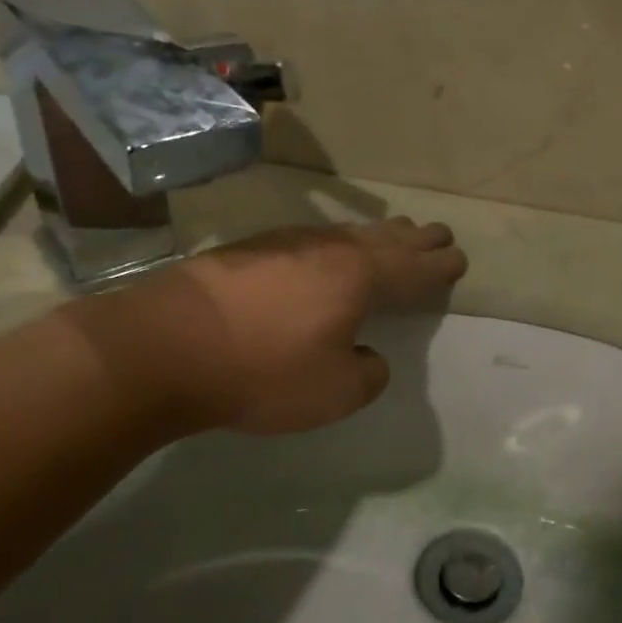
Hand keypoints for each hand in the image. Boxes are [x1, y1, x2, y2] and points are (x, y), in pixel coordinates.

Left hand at [71, 218, 466, 436]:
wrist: (162, 347)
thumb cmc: (262, 371)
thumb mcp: (334, 392)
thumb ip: (367, 374)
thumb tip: (367, 355)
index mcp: (359, 278)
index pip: (413, 268)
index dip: (439, 266)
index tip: (458, 258)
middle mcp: (328, 251)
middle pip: (384, 239)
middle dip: (415, 238)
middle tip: (438, 232)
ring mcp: (286, 245)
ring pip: (346, 235)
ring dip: (377, 234)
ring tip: (394, 231)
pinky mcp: (248, 252)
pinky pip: (312, 241)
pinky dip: (337, 243)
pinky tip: (329, 249)